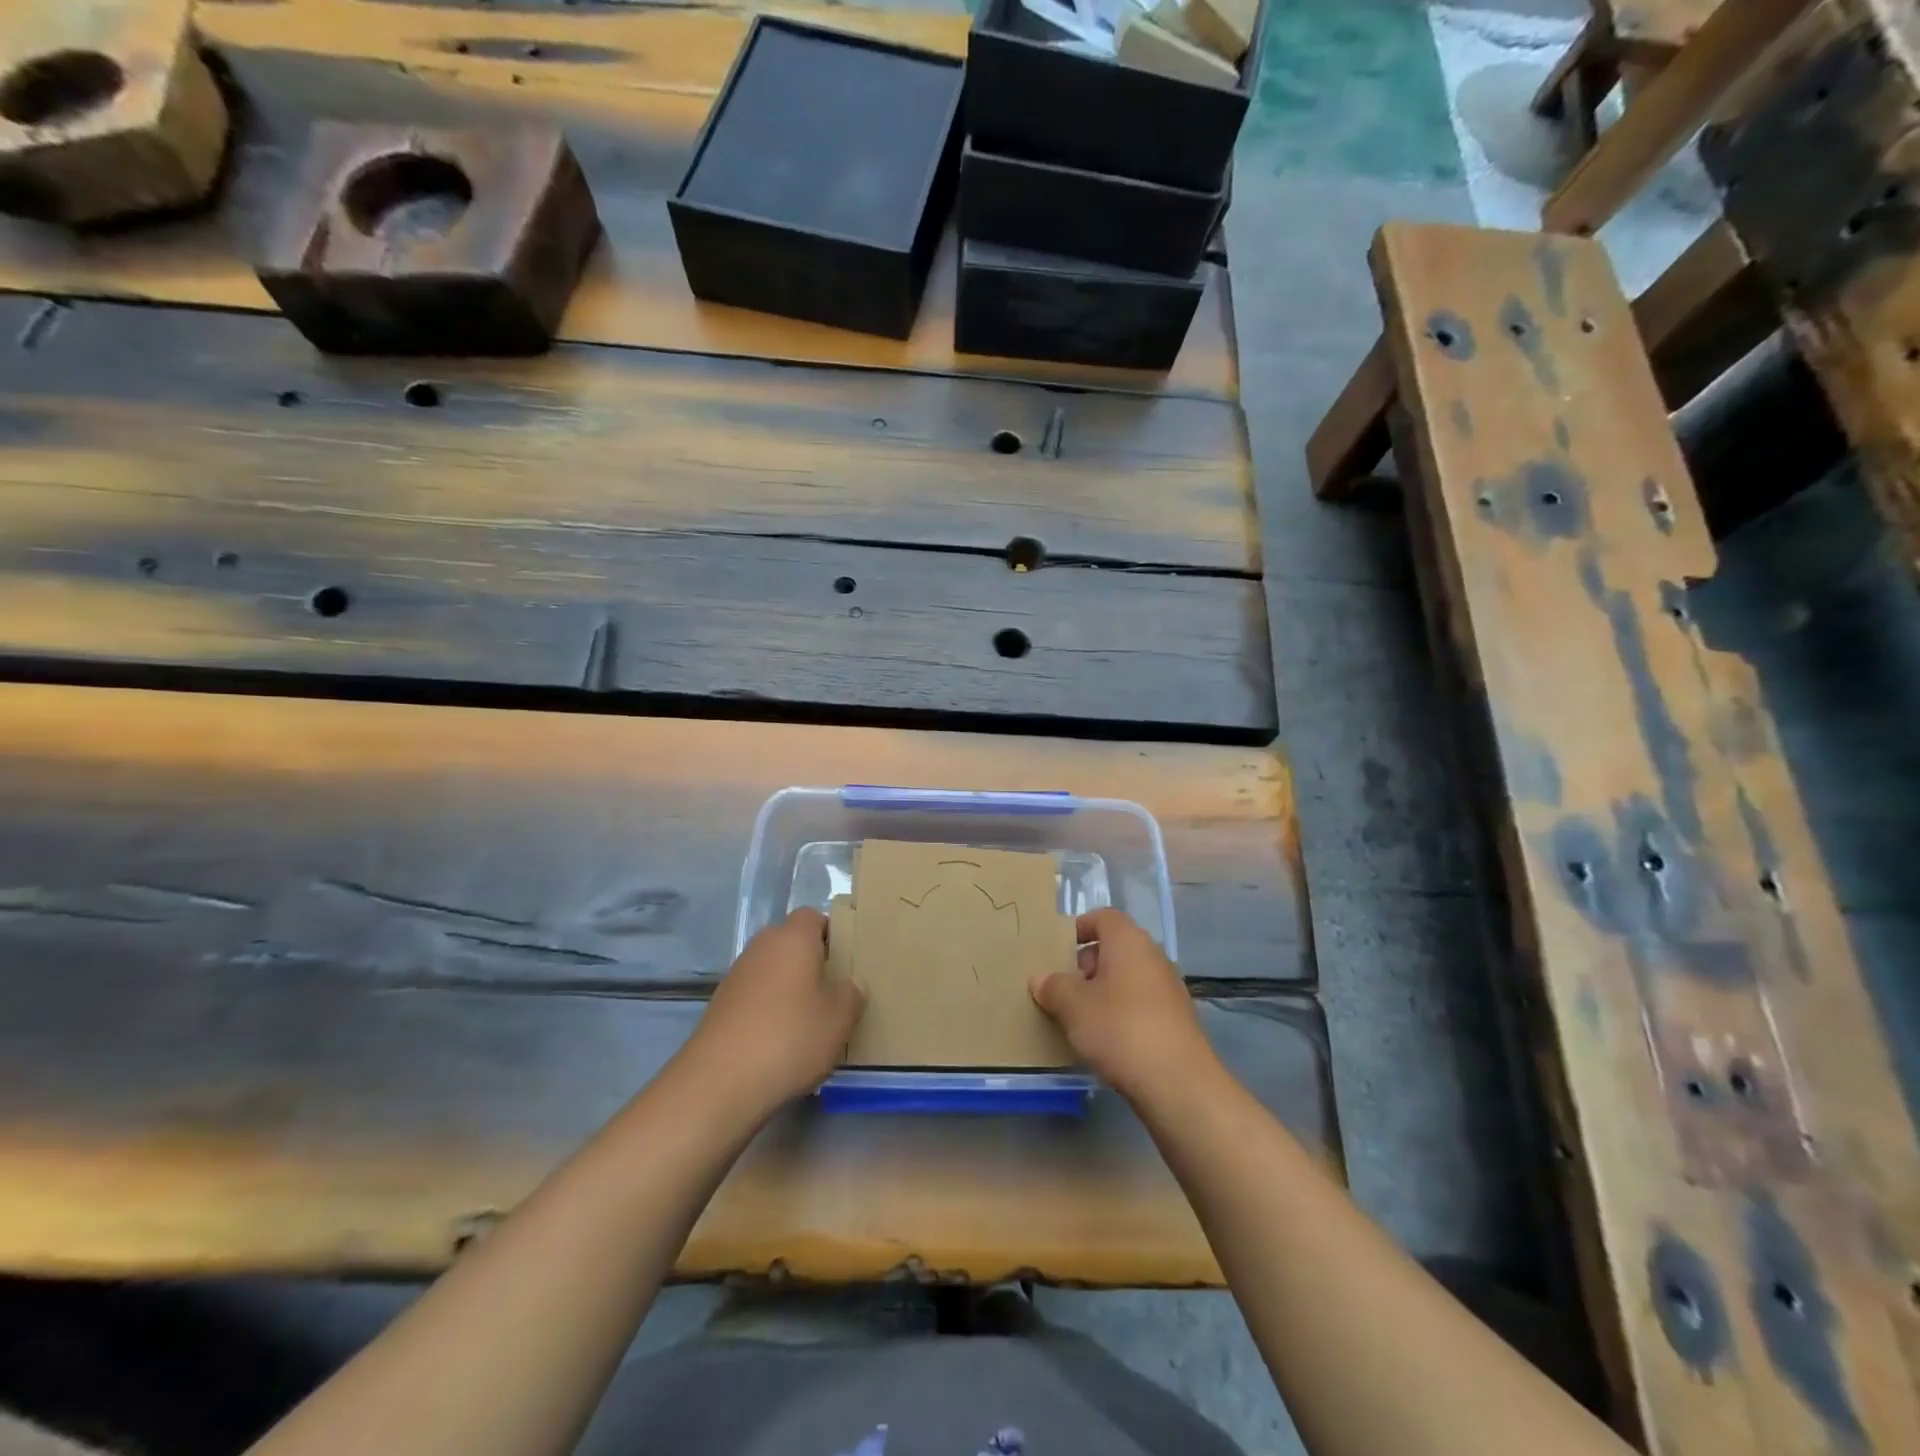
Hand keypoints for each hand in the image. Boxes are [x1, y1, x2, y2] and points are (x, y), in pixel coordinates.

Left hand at [682, 908, 864, 1119]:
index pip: (814, 917)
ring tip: (808, 1023)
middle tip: (832, 993)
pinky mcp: (720, 1006)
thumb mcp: (839, 1019)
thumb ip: (852, 994)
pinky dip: (767, 1010)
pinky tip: (779, 1043)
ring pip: (772, 970)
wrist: (718, 1082)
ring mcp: (736, 976)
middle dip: (811, 963)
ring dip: (788, 989)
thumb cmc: (790, 1037)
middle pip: (791, 943)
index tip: (846, 961)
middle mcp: (762, 947)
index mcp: (793, 938)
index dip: (832, 934)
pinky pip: (754, 996)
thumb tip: (850, 984)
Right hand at [1030, 908, 1216, 1102]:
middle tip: (1063, 988)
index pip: (1103, 917)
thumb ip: (1053, 987)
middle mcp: (1153, 956)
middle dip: (1087, 964)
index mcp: (1129, 941)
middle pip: (1115, 947)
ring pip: (1128, 978)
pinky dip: (1122, 1012)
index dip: (1079, 928)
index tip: (1058, 949)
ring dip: (1103, 991)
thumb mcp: (1074, 1006)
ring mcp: (1169, 988)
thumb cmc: (1120, 1029)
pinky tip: (1106, 1040)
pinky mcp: (1177, 1020)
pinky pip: (1141, 1003)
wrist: (1178, 1083)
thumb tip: (1041, 979)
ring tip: (1079, 1018)